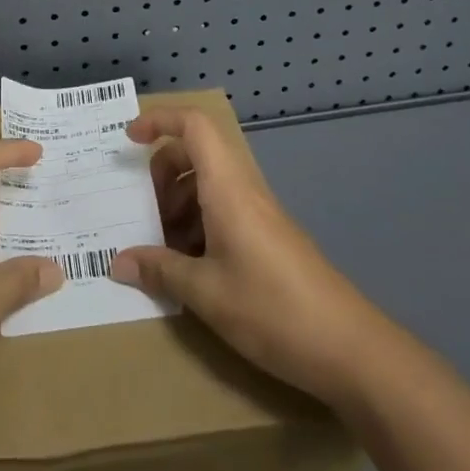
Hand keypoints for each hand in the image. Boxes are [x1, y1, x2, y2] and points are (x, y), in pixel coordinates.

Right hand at [110, 107, 371, 405]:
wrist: (352, 349)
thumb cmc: (273, 310)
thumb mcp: (206, 294)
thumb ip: (160, 271)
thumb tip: (118, 263)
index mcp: (227, 188)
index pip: (194, 126)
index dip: (159, 120)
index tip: (128, 139)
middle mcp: (243, 190)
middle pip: (196, 154)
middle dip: (162, 173)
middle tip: (142, 211)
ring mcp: (259, 214)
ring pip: (208, 185)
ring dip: (178, 204)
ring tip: (160, 248)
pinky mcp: (268, 239)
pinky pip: (223, 211)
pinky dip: (198, 226)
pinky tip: (189, 268)